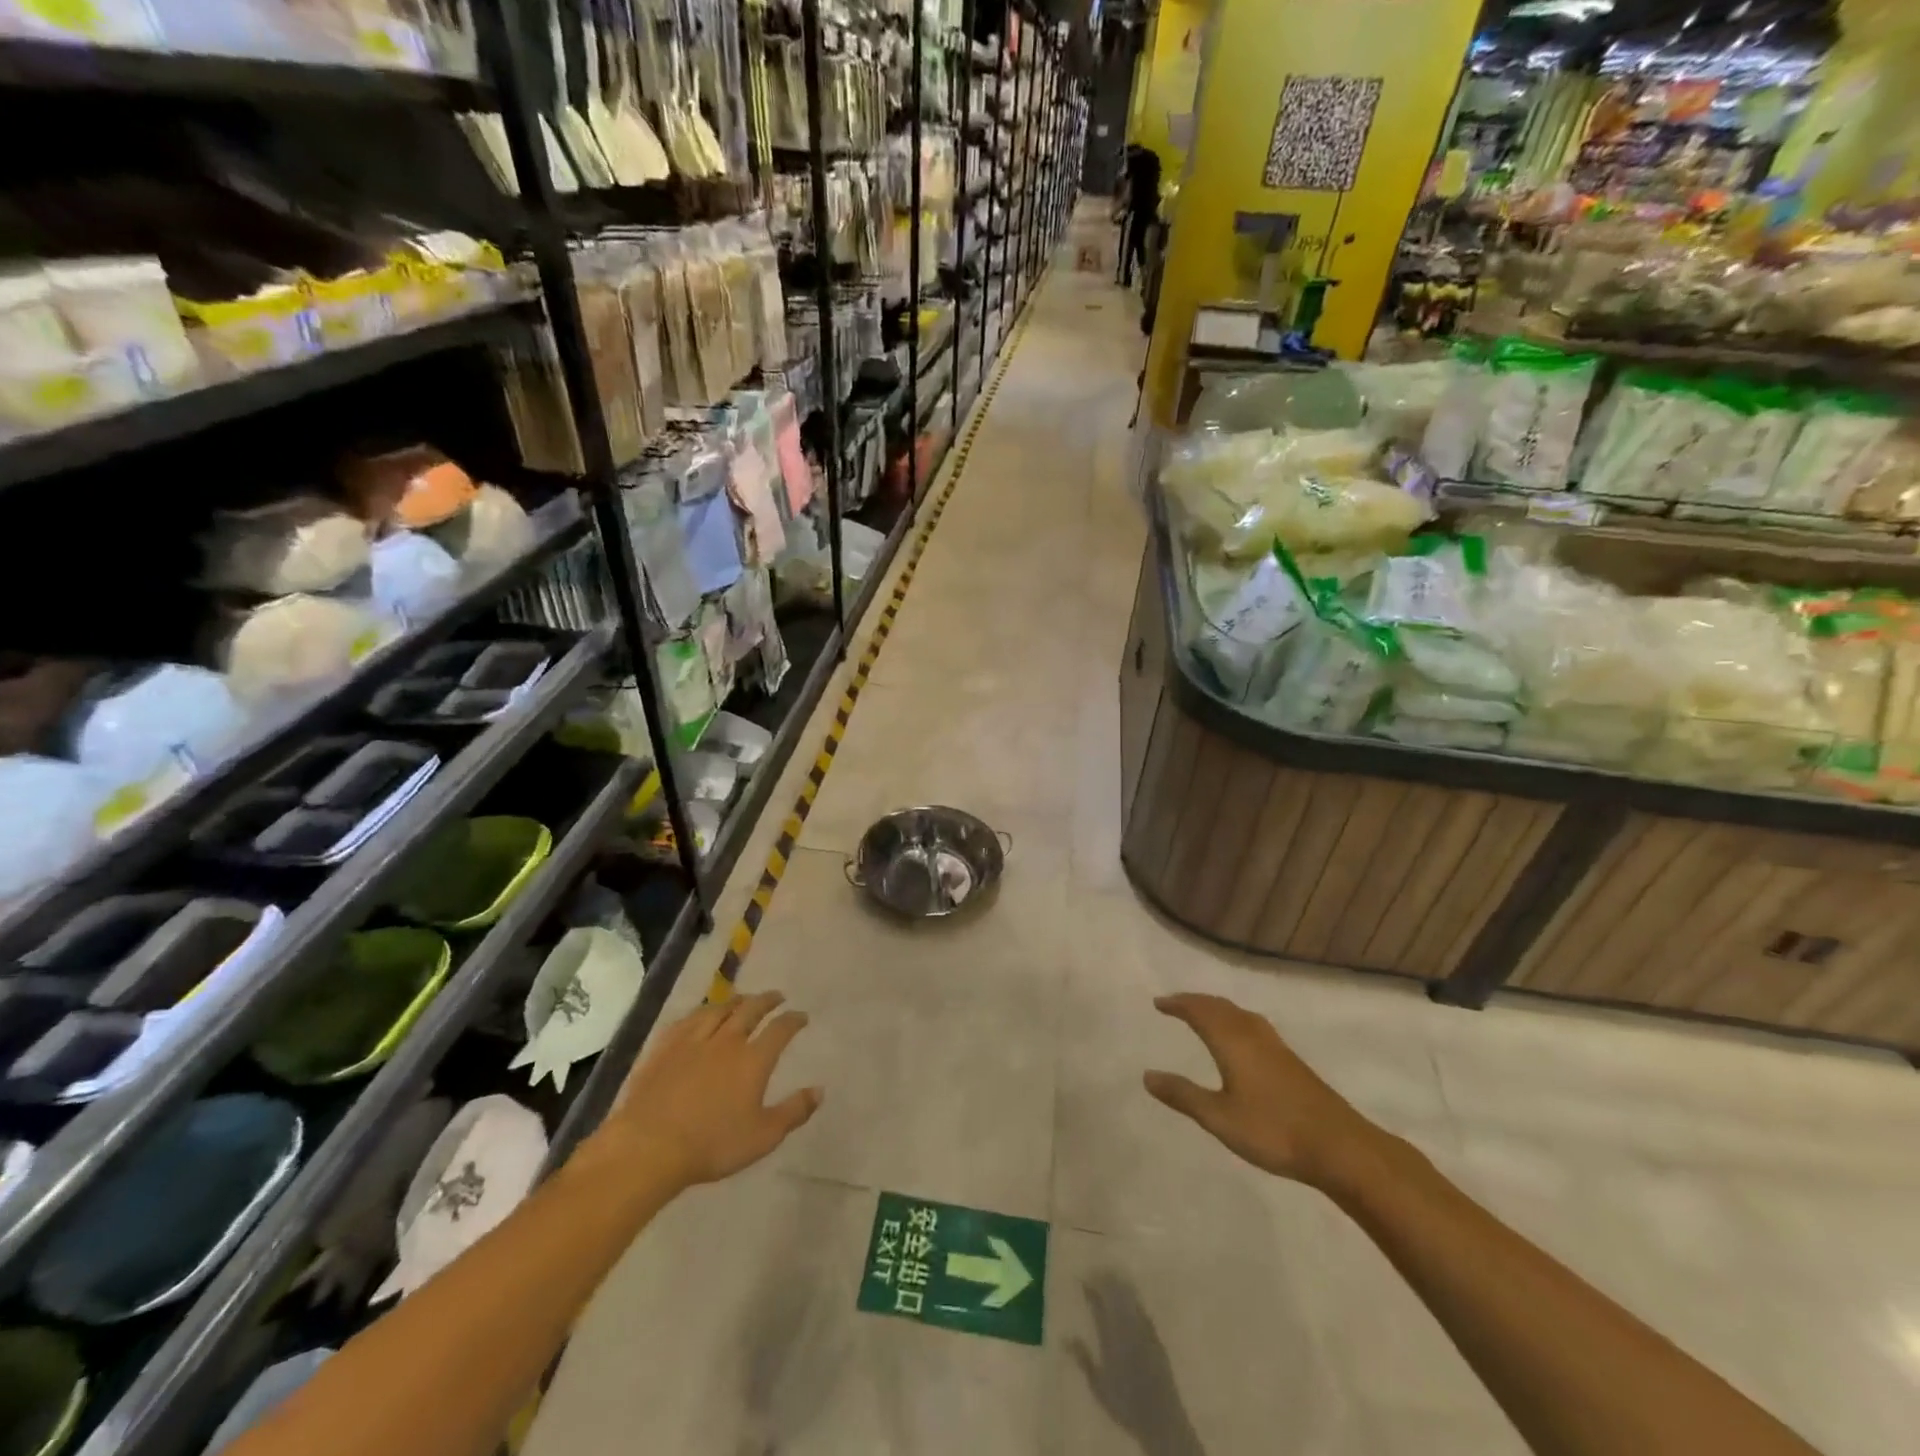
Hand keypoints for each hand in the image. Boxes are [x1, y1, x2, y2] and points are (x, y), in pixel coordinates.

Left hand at [601, 990, 821, 1191]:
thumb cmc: (711, 1145)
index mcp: (753, 1059)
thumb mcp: (762, 1137)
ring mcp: (693, 1040)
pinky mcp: (665, 1046)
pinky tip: (702, 1014)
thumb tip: (820, 1090)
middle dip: (767, 1000)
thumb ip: (794, 1112)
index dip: (794, 1019)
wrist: (649, 1147)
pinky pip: (688, 1019)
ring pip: (719, 1009)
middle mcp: (727, 1041)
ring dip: (736, 1000)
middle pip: (750, 1009)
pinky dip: (702, 1012)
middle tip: (776, 997)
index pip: (780, 1029)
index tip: (801, 1016)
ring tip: (743, 999)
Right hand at [1144, 993, 1379, 1187]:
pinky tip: (1241, 1039)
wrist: (1340, 1147)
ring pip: (1240, 1014)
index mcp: (1233, 1042)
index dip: (1178, 1005)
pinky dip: (1236, 1021)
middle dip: (1196, 1002)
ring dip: (1218, 1009)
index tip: (1159, 1003)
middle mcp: (1253, 1035)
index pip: (1200, 1012)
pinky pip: (1254, 1026)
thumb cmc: (1273, 1130)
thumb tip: (1147, 1076)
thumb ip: (1183, 1095)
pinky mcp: (1292, 1062)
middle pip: (1221, 1007)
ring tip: (1204, 1014)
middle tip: (1176, 1004)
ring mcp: (1276, 1047)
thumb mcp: (1219, 1118)